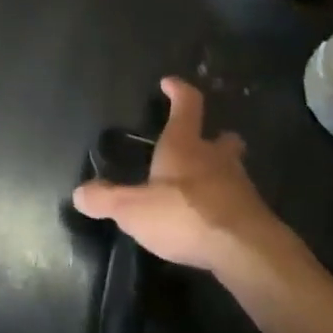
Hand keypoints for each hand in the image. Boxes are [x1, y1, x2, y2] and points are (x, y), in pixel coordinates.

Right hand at [72, 77, 280, 270]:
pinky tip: (214, 221)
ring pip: (233, 170)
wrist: (244, 250)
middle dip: (214, 137)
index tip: (169, 83)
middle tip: (204, 143)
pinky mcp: (254, 216)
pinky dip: (227, 206)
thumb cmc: (184, 214)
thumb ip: (106, 199)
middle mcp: (215, 158)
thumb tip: (79, 192)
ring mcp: (240, 186)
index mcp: (185, 144)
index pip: (187, 104)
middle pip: (222, 138)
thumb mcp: (132, 209)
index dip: (178, 91)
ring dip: (222, 174)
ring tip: (204, 188)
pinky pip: (239, 203)